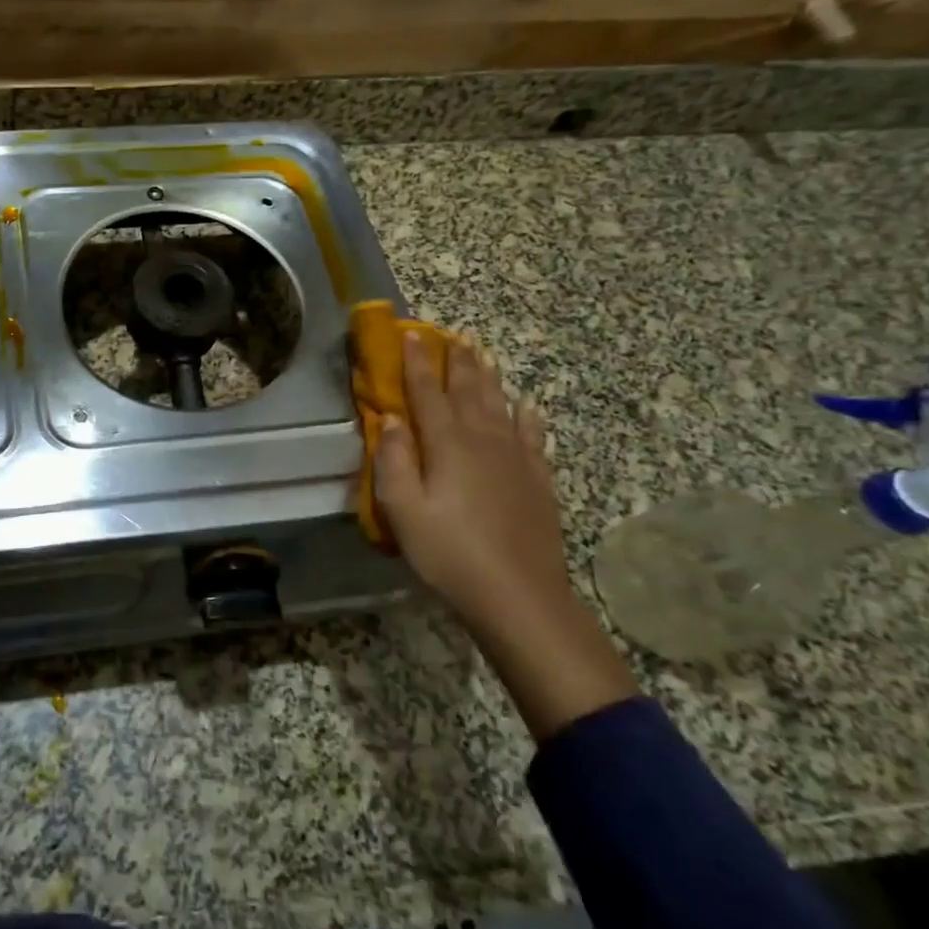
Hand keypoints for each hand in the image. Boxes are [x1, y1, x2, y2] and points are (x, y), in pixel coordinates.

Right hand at [373, 333, 566, 623]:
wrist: (519, 595)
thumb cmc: (449, 553)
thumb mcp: (403, 510)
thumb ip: (393, 460)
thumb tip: (390, 419)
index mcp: (447, 445)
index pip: (427, 393)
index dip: (417, 362)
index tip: (411, 333)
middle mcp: (484, 440)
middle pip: (468, 391)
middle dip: (457, 361)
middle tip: (452, 334)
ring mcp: (516, 459)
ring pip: (500, 405)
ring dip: (488, 378)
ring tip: (483, 354)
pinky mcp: (538, 481)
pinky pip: (533, 436)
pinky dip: (528, 416)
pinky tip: (527, 406)